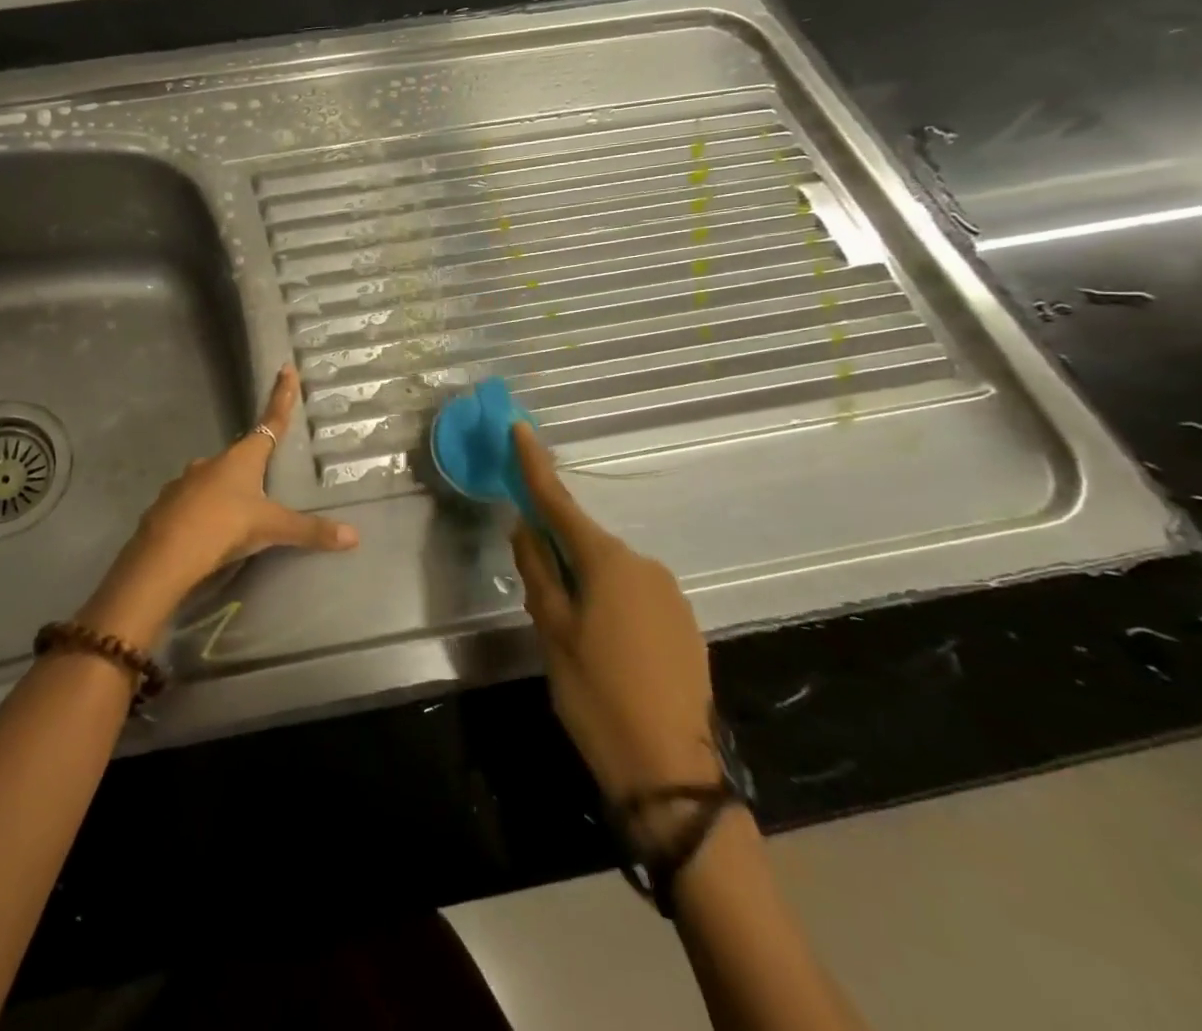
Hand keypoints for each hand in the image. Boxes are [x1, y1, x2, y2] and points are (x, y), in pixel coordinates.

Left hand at [78, 364, 358, 644]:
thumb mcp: (270, 529)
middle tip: (265, 477)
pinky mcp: (168, 505)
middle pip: (239, 455)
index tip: (285, 369)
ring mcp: (186, 482)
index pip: (270, 422)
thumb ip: (309, 531)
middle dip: (253, 462)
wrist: (165, 554)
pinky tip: (209, 530)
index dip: (281, 397)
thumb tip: (353, 536)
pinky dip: (204, 510)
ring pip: (212, 479)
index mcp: (241, 459)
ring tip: (237, 514)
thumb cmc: (223, 527)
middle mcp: (212, 462)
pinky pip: (193, 502)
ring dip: (226, 489)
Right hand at [508, 423, 720, 816]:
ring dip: (582, 583)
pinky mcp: (682, 623)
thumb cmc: (596, 694)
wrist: (671, 772)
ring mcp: (668, 594)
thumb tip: (524, 527)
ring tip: (570, 636)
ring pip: (608, 571)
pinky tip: (604, 648)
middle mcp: (643, 566)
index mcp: (607, 562)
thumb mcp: (552, 632)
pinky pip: (632, 595)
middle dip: (556, 552)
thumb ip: (537, 572)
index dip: (535, 465)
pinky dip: (608, 603)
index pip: (559, 502)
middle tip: (537, 599)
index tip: (519, 428)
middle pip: (584, 541)